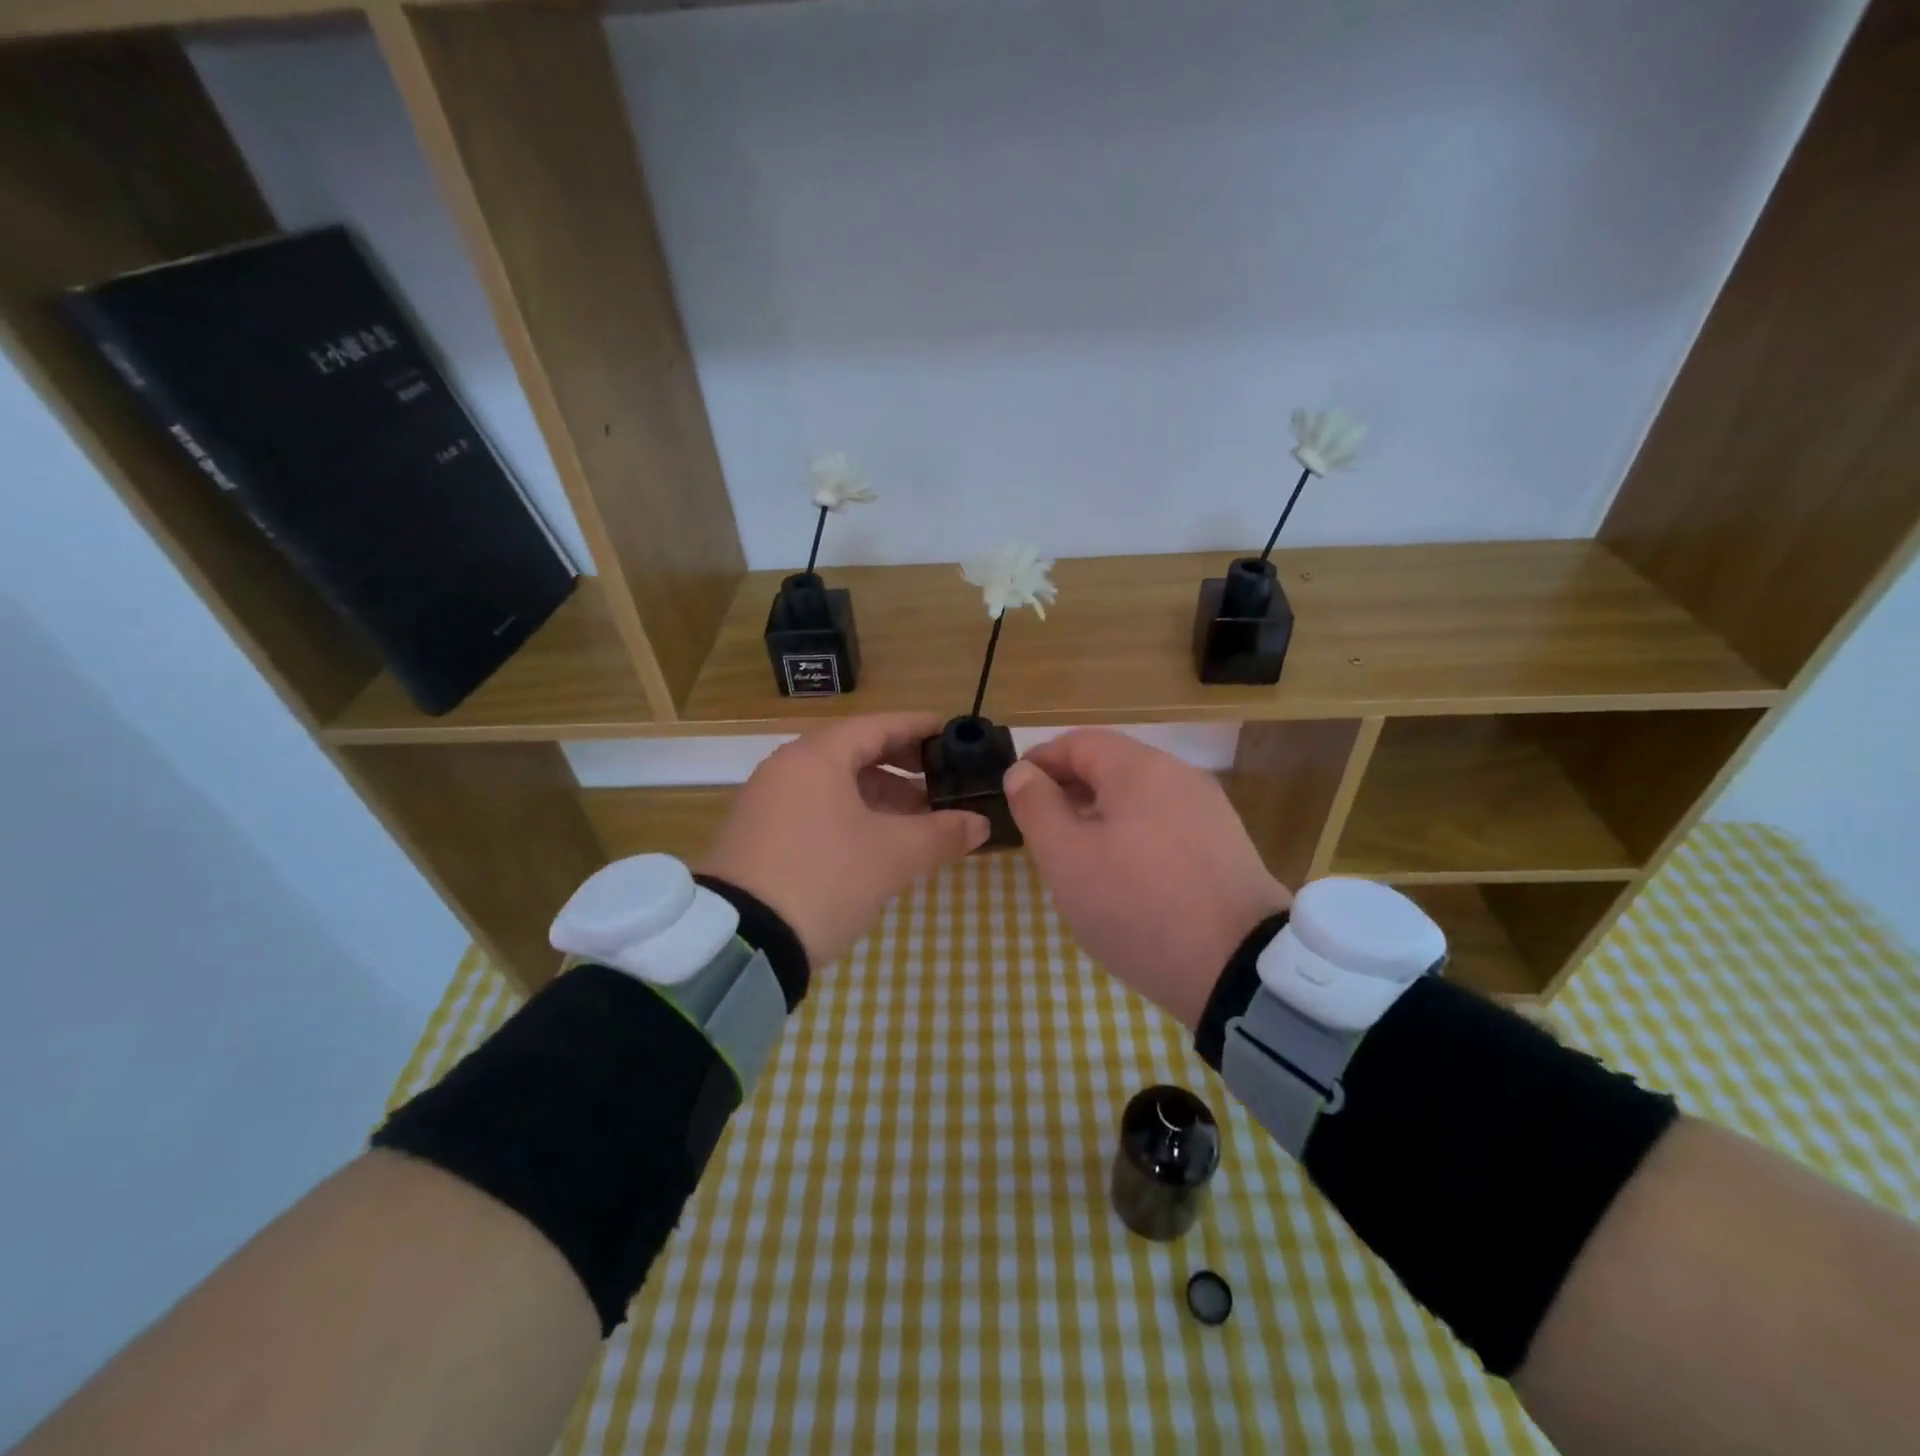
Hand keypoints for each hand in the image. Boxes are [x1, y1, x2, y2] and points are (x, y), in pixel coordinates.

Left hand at [699, 712, 989, 968]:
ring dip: (878, 797)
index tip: (950, 731)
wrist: (740, 942)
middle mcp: (787, 769)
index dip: (918, 727)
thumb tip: (980, 823)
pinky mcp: (756, 836)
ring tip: (916, 822)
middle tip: (940, 783)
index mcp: (817, 757)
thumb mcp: (893, 857)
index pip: (877, 725)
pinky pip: (814, 809)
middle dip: (902, 768)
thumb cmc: (824, 879)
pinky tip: (874, 845)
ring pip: (834, 785)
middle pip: (854, 753)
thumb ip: (942, 834)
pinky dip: (850, 817)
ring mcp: (766, 802)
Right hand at [1004, 729, 1291, 1028]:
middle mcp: (1179, 776)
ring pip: (1138, 797)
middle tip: (1041, 828)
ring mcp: (1208, 810)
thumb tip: (1022, 773)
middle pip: (1111, 766)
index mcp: (1139, 769)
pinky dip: (1133, 834)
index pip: (1077, 743)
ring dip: (1100, 814)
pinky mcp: (1225, 844)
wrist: (1240, 969)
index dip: (1039, 761)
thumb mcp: (1067, 859)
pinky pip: (1165, 823)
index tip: (1013, 791)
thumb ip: (1036, 807)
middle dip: (1069, 790)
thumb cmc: (1137, 906)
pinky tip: (1125, 874)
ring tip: (1078, 856)